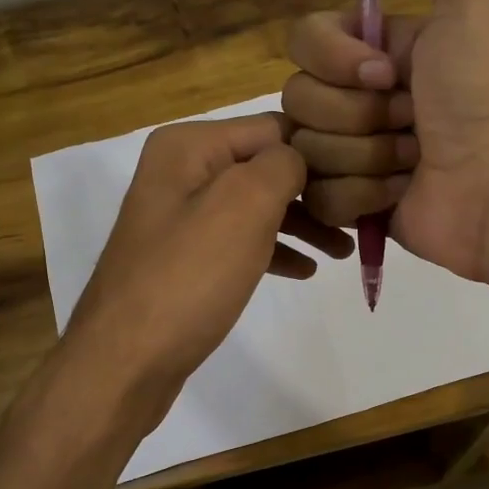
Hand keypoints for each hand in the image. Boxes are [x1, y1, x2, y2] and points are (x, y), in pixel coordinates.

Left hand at [63, 114, 352, 425]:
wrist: (126, 361)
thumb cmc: (189, 277)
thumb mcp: (244, 205)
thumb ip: (281, 165)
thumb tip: (299, 158)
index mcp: (189, 146)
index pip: (273, 128)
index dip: (320, 151)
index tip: (362, 180)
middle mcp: (181, 171)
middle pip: (265, 167)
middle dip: (314, 192)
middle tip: (360, 219)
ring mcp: (181, 216)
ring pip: (257, 206)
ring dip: (302, 224)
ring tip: (343, 250)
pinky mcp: (186, 257)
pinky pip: (240, 240)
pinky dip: (274, 249)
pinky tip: (305, 270)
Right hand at [282, 0, 488, 281]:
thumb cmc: (484, 90)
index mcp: (375, 50)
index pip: (304, 40)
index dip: (336, 58)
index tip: (387, 72)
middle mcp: (357, 98)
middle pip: (298, 97)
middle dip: (358, 112)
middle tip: (411, 120)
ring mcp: (350, 155)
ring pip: (305, 149)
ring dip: (367, 155)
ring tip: (414, 160)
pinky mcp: (350, 205)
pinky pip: (318, 196)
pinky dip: (362, 196)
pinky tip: (400, 192)